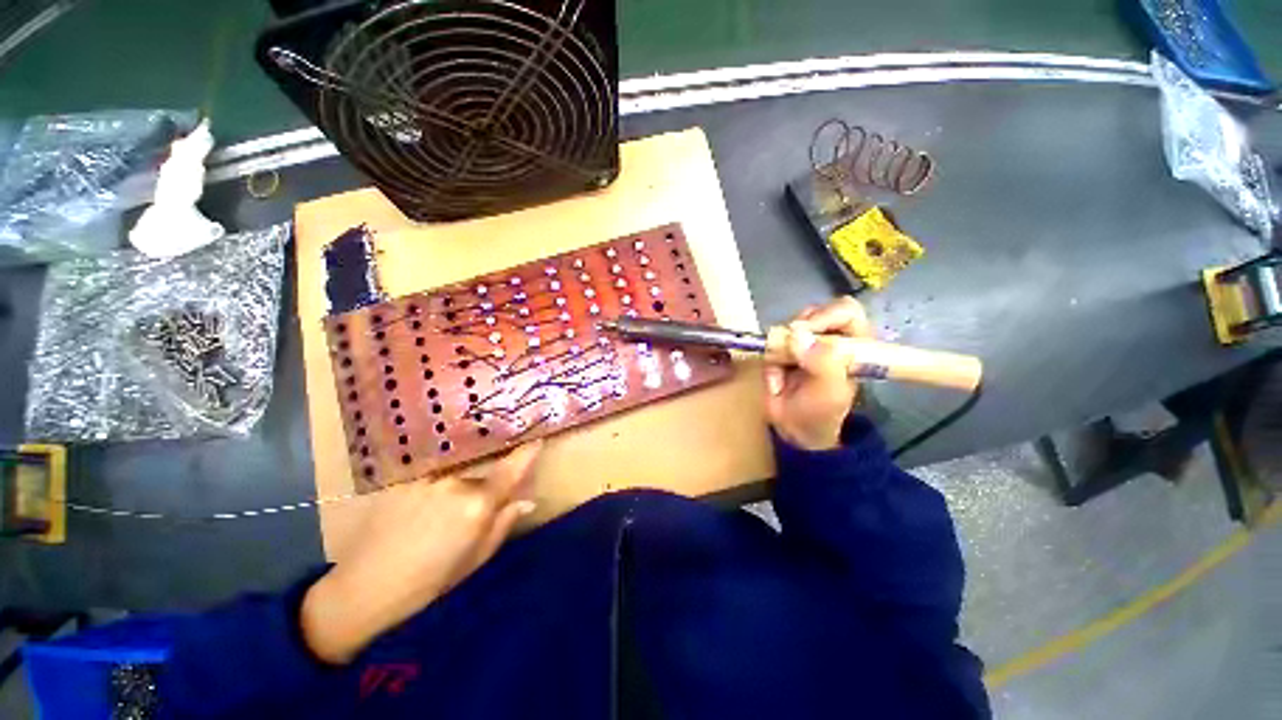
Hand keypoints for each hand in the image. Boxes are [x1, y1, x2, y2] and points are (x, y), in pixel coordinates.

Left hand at [300, 442, 542, 663]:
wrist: (363, 588)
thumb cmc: (428, 582)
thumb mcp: (475, 559)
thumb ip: (504, 523)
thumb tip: (528, 500)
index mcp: (478, 504)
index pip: (512, 468)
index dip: (527, 452)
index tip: (537, 439)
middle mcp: (455, 481)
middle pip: (484, 472)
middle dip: (486, 486)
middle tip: (472, 512)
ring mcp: (428, 476)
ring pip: (458, 473)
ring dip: (459, 487)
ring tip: (439, 517)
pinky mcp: (405, 477)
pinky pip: (434, 474)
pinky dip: (437, 486)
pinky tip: (420, 512)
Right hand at [764, 297, 871, 450]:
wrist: (794, 429)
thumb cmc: (821, 411)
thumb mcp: (830, 391)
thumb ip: (822, 362)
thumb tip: (797, 334)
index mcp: (853, 344)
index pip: (845, 311)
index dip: (825, 315)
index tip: (805, 331)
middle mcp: (829, 337)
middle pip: (813, 313)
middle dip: (799, 332)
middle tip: (790, 350)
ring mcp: (804, 342)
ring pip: (788, 326)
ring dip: (782, 348)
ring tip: (784, 369)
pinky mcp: (782, 350)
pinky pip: (770, 344)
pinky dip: (770, 360)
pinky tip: (777, 381)